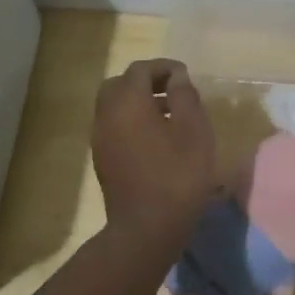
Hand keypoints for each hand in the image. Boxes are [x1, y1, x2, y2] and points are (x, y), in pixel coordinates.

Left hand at [93, 59, 216, 240]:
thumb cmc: (178, 173)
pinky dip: (132, 121)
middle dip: (145, 82)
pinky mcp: (103, 159)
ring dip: (138, 102)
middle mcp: (106, 115)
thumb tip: (177, 78)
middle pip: (120, 84)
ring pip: (114, 106)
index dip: (164, 67)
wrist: (148, 226)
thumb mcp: (194, 130)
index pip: (141, 70)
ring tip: (169, 115)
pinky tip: (157, 138)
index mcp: (128, 102)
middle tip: (173, 91)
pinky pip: (114, 126)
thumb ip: (185, 96)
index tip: (185, 76)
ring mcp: (101, 138)